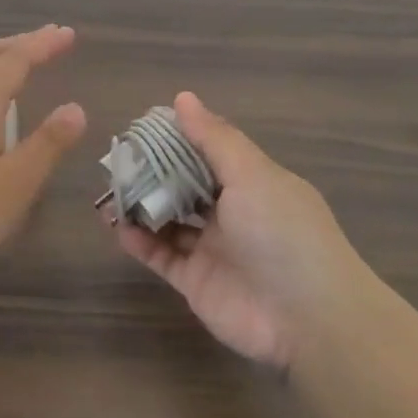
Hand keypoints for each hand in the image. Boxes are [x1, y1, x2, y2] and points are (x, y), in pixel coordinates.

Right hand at [113, 92, 365, 366]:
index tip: (140, 128)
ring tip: (109, 192)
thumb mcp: (252, 175)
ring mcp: (213, 249)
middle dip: (153, 173)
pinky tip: (118, 227)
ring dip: (142, 206)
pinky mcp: (196, 282)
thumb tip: (183, 98)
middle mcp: (233, 213)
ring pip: (169, 221)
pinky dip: (140, 242)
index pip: (209, 153)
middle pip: (185, 186)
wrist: (308, 319)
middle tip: (116, 161)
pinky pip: (161, 256)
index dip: (177, 139)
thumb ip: (214, 139)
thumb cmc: (283, 233)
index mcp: (253, 183)